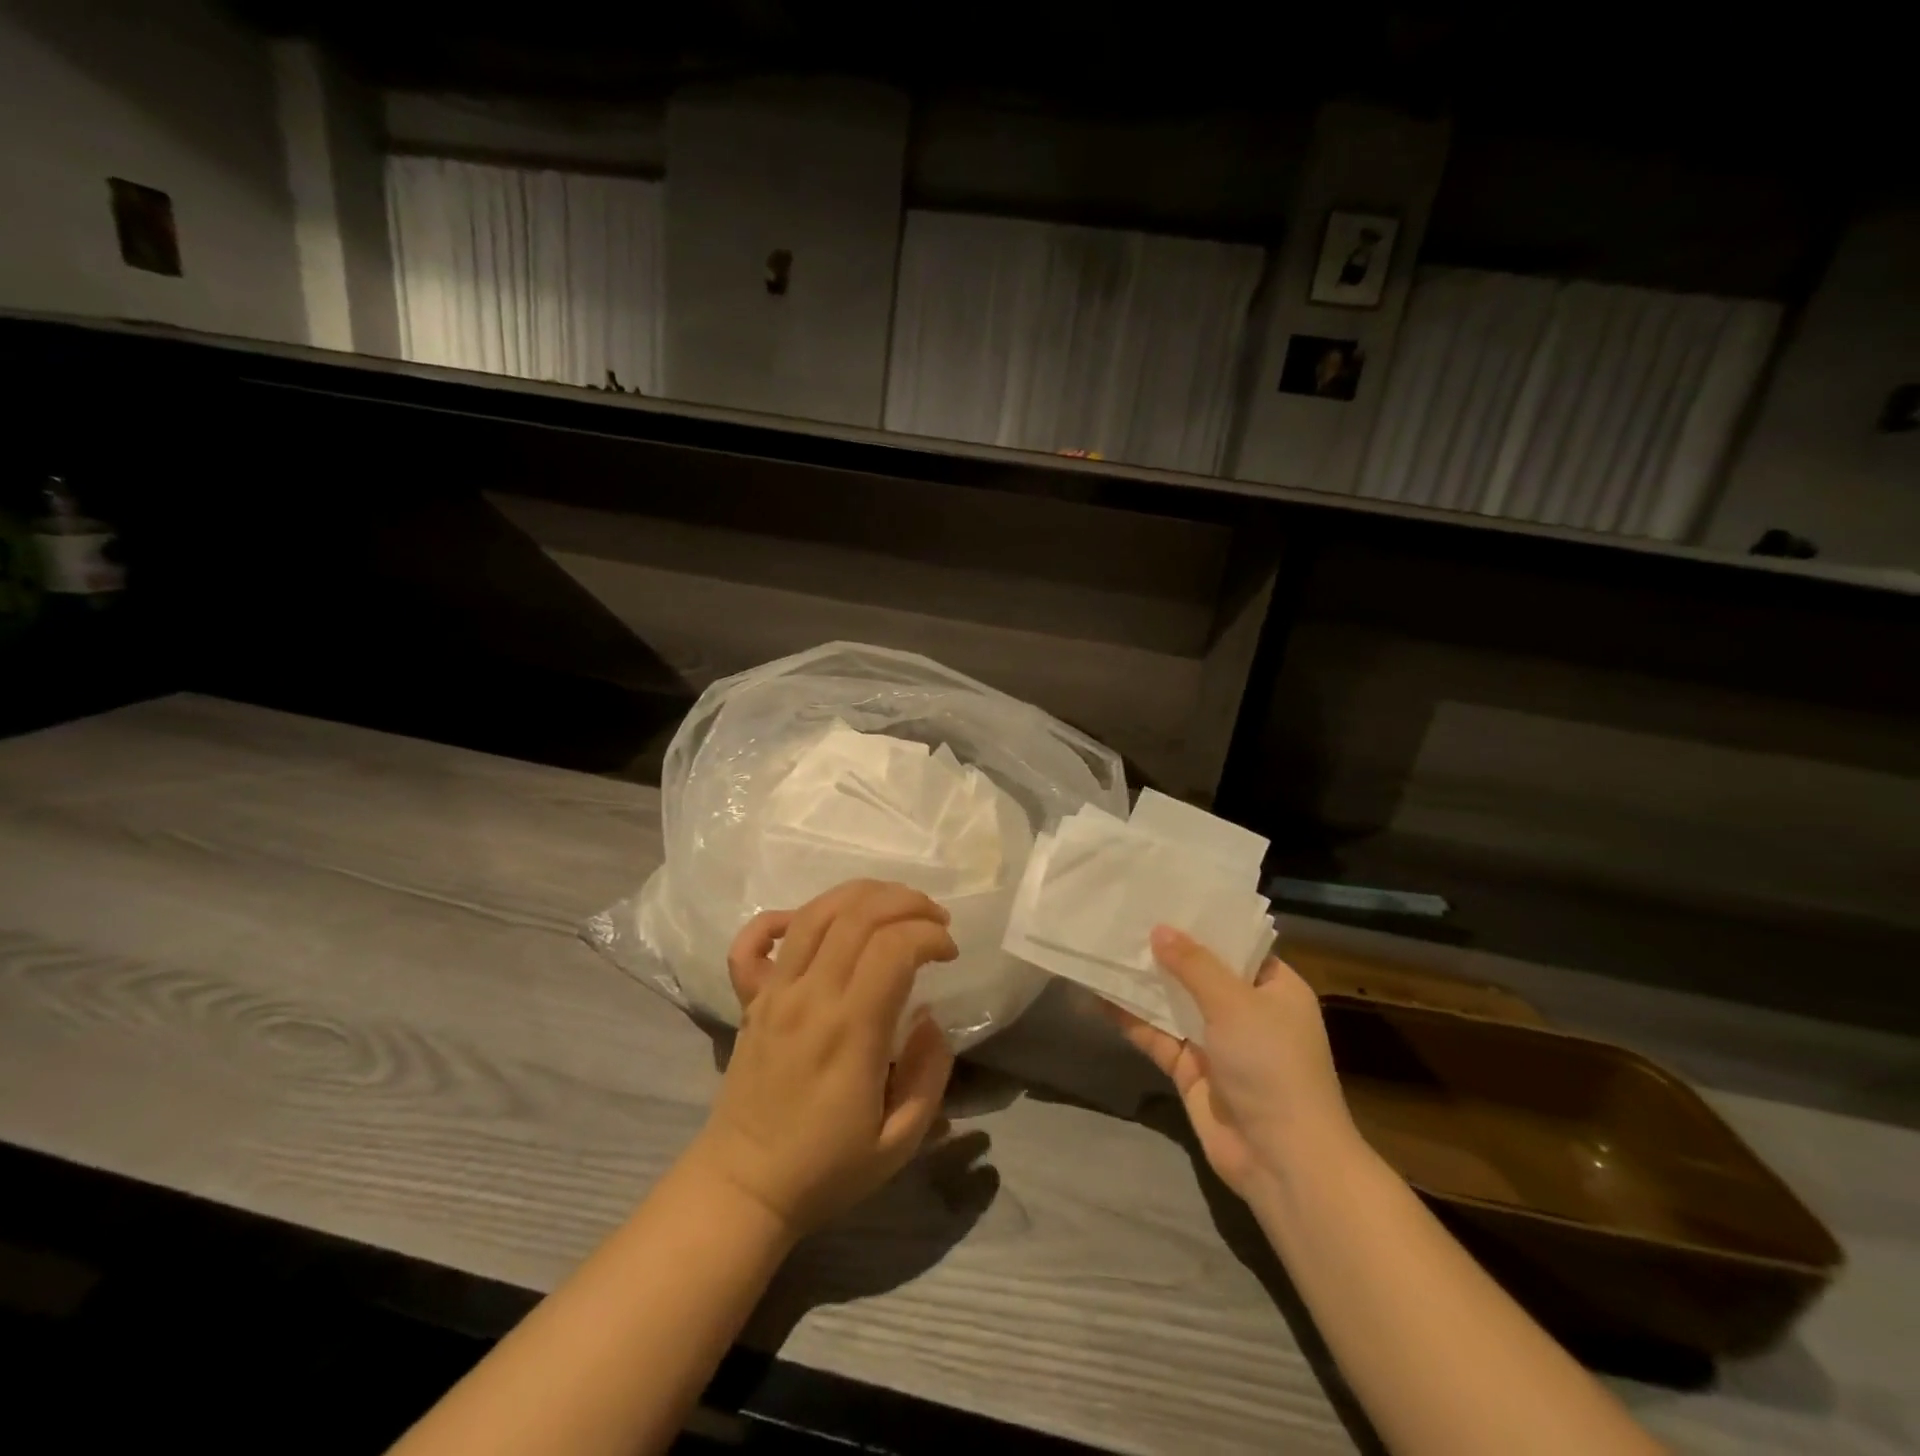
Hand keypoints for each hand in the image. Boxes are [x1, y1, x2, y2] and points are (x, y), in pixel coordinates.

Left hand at [686, 881, 959, 1237]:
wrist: (743, 1187)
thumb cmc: (826, 1168)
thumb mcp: (900, 1142)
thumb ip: (929, 1075)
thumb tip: (930, 1018)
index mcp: (850, 1031)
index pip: (893, 947)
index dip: (930, 935)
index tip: (950, 952)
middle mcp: (810, 997)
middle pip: (858, 914)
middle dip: (906, 901)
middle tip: (934, 918)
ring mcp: (774, 992)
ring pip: (815, 913)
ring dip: (861, 894)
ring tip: (893, 904)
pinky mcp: (750, 998)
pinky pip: (754, 940)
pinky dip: (783, 916)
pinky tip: (811, 921)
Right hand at [1106, 926, 1357, 1200]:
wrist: (1281, 1160)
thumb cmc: (1271, 1066)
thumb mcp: (1235, 1004)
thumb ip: (1194, 965)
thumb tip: (1159, 929)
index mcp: (1274, 988)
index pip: (1237, 945)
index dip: (1203, 923)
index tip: (1165, 897)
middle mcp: (1247, 1010)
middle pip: (1200, 971)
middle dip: (1165, 949)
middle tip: (1124, 915)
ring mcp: (1217, 1041)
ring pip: (1174, 1002)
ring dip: (1144, 982)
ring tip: (1104, 946)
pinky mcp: (1190, 1069)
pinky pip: (1157, 1034)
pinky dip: (1131, 1018)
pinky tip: (1098, 994)